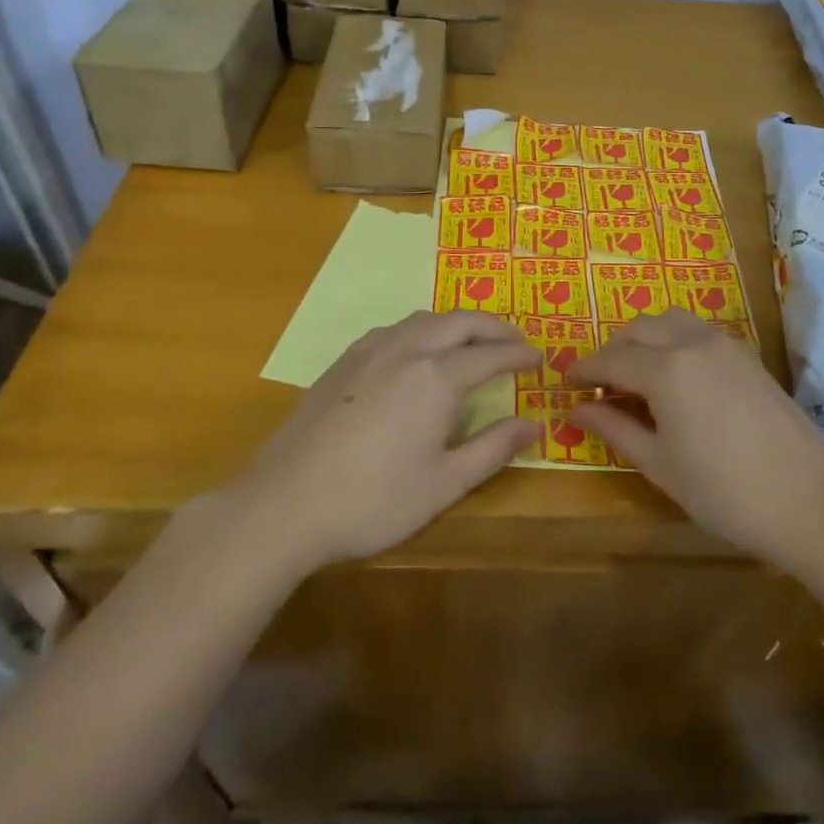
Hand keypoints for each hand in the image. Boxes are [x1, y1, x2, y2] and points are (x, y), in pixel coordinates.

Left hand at [238, 311, 538, 571]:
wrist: (284, 504)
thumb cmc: (373, 500)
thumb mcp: (444, 483)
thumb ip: (493, 448)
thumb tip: (534, 424)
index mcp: (436, 377)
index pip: (490, 354)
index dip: (518, 354)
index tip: (539, 357)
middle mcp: (406, 349)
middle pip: (459, 322)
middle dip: (493, 327)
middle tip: (515, 341)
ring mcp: (369, 351)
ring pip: (424, 319)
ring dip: (456, 323)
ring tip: (472, 341)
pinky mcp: (343, 362)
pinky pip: (394, 329)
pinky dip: (423, 330)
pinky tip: (418, 352)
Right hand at [568, 309, 823, 573]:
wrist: (810, 500)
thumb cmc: (725, 492)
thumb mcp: (660, 465)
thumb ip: (615, 429)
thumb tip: (578, 408)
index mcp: (665, 369)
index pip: (610, 359)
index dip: (583, 369)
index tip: (564, 382)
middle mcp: (692, 343)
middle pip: (638, 329)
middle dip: (612, 350)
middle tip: (599, 384)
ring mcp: (724, 344)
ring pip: (669, 321)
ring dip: (643, 339)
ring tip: (635, 376)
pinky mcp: (746, 355)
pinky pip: (696, 331)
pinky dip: (672, 341)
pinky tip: (674, 377)